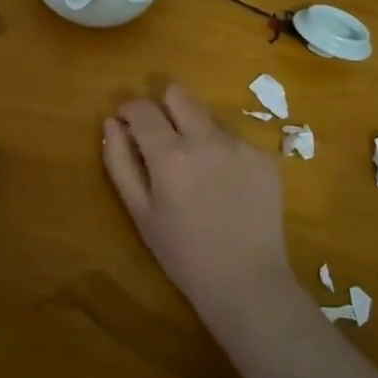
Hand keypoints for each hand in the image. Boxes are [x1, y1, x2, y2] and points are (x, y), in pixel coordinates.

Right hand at [102, 84, 294, 321]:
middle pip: (178, 94)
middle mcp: (206, 139)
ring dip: (194, 130)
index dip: (128, 111)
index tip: (127, 127)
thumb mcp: (139, 211)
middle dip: (163, 109)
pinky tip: (225, 184)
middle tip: (162, 142)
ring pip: (206, 115)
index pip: (141, 107)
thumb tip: (112, 122)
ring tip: (198, 171)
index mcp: (170, 154)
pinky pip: (233, 137)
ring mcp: (240, 145)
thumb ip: (119, 161)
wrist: (247, 283)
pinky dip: (222, 150)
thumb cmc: (182, 253)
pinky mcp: (265, 156)